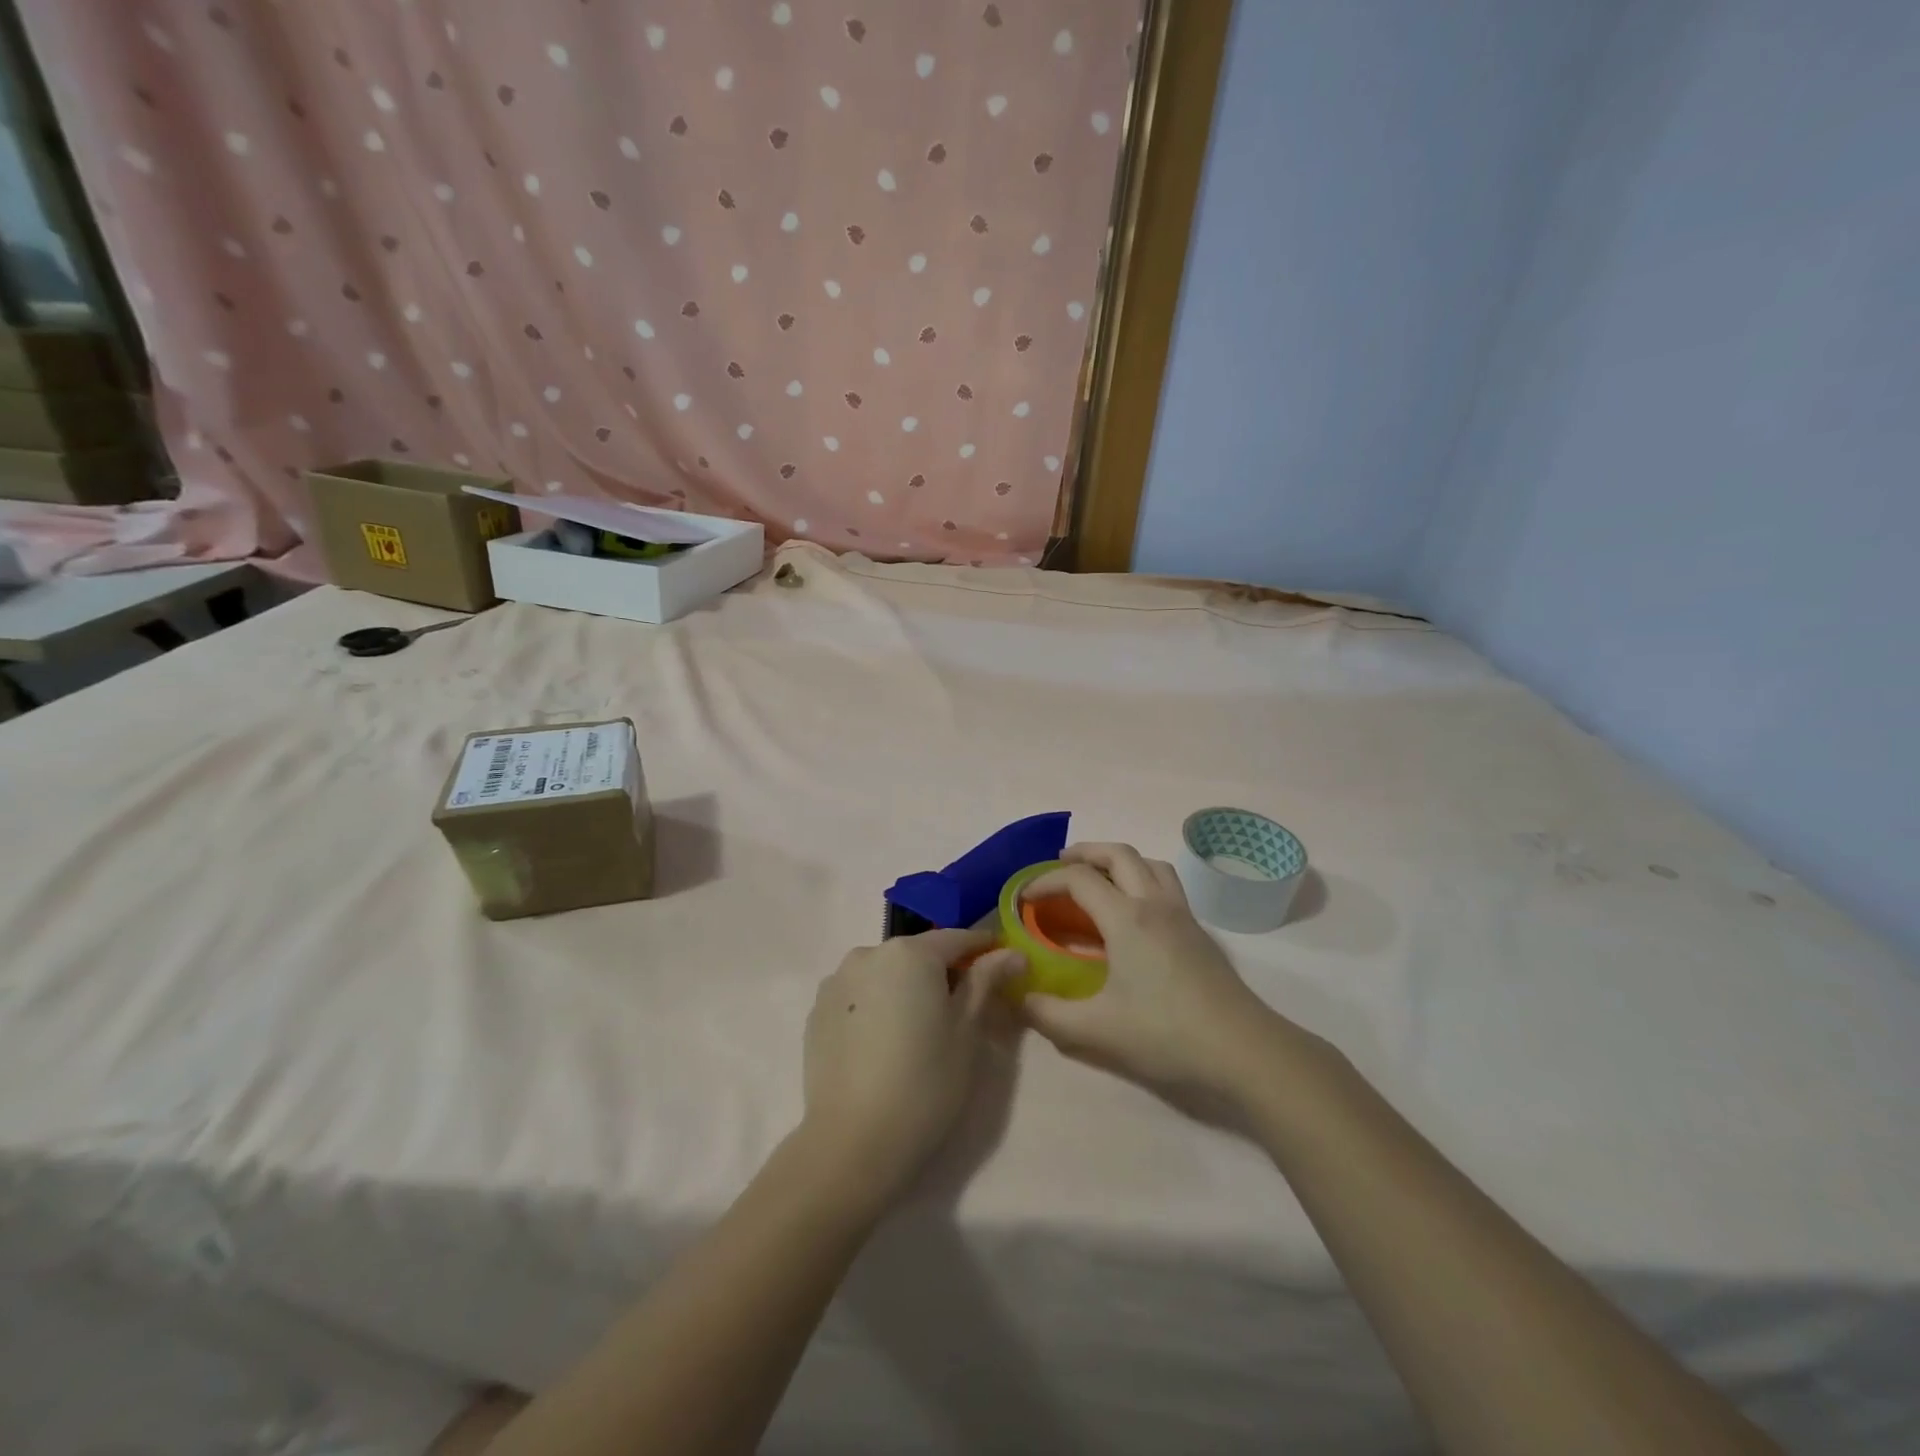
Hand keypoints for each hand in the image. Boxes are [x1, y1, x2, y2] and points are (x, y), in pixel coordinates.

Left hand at [801, 929, 1023, 1204]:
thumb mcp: (967, 1030)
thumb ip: (986, 981)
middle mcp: (869, 953)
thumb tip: (1011, 952)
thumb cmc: (925, 1082)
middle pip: (917, 954)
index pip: (956, 938)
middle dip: (942, 971)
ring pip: (885, 974)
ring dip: (906, 988)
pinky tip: (885, 1042)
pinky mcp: (817, 1011)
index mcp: (910, 952)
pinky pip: (859, 996)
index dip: (983, 948)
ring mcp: (836, 981)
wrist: (853, 1142)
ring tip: (920, 1027)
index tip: (1004, 961)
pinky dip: (877, 1006)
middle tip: (964, 1006)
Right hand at [1019, 844, 1312, 1107]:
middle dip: (1085, 852)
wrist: (1243, 1050)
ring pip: (1149, 863)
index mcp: (1127, 919)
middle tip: (1060, 866)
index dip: (1046, 881)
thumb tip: (1018, 998)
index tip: (1024, 898)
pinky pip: (1166, 883)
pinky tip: (1134, 913)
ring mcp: (1182, 915)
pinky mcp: (1199, 931)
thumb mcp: (1097, 1030)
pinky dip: (1142, 878)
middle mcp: (1155, 904)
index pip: (1079, 879)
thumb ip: (1049, 1015)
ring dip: (1118, 860)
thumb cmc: (1166, 1034)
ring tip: (1098, 880)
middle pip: (1119, 853)